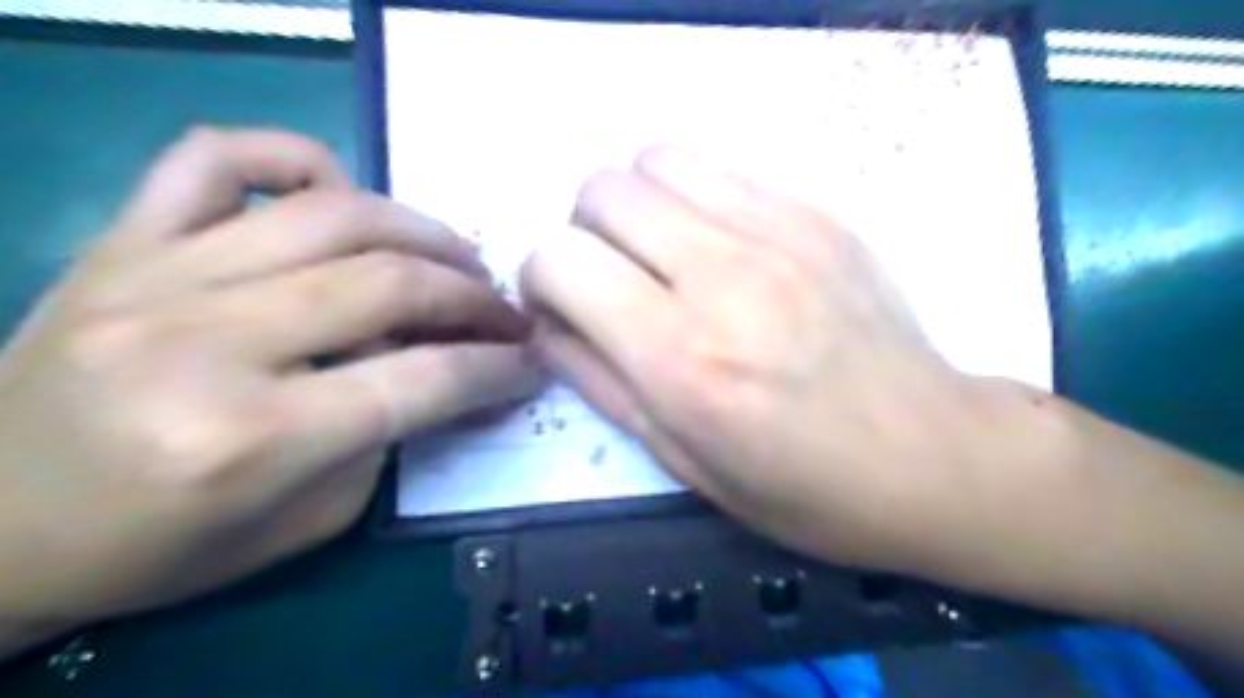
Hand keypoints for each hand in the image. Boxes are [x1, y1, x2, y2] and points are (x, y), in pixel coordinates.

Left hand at [0, 125, 539, 633]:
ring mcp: (152, 275)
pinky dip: (301, 160)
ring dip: (423, 232)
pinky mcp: (120, 241)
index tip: (532, 363)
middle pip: (388, 285)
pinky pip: (220, 156)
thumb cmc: (159, 546)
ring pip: (332, 212)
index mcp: (248, 438)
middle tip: (504, 313)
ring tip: (458, 258)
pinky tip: (340, 195)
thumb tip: (460, 376)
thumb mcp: (308, 522)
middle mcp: (202, 342)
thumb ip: (391, 440)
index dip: (496, 368)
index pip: (421, 381)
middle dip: (474, 298)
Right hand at [522, 147, 1063, 576]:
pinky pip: (719, 168)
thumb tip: (548, 326)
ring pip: (655, 159)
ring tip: (660, 254)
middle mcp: (721, 279)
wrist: (929, 455)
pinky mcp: (817, 215)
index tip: (562, 306)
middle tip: (611, 279)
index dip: (539, 277)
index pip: (560, 259)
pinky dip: (693, 199)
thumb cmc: (801, 485)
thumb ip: (598, 383)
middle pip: (600, 190)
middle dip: (583, 233)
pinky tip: (717, 246)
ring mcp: (777, 233)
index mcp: (679, 358)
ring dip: (636, 204)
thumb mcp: (682, 461)